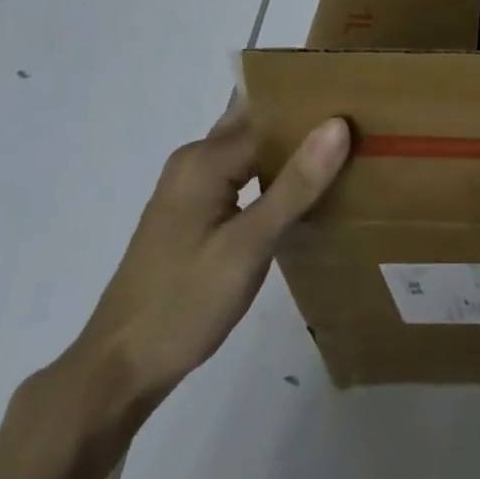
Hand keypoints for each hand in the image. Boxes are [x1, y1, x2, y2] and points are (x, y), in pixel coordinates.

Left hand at [64, 102, 350, 414]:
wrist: (117, 372)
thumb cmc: (183, 305)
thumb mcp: (247, 247)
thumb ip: (295, 185)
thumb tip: (338, 124)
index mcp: (205, 159)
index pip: (272, 116)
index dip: (315, 110)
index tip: (362, 105)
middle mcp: (195, 161)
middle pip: (257, 123)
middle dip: (302, 118)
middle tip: (359, 118)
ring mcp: (191, 187)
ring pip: (250, 148)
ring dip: (289, 146)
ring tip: (344, 146)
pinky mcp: (193, 211)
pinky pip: (241, 173)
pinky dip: (273, 171)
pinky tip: (305, 188)